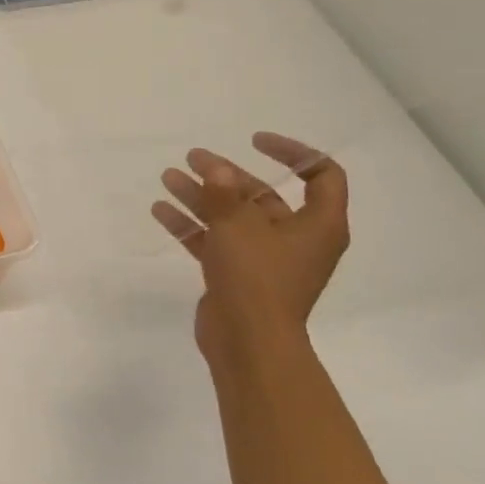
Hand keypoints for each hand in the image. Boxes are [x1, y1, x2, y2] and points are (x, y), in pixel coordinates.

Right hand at [150, 133, 348, 367]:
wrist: (248, 342)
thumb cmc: (256, 278)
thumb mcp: (238, 225)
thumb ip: (224, 191)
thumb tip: (217, 168)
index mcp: (317, 225)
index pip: (322, 176)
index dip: (294, 152)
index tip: (254, 141)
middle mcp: (296, 239)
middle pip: (263, 196)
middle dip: (226, 175)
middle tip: (193, 158)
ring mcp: (265, 260)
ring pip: (233, 217)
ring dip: (202, 196)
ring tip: (169, 177)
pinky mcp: (238, 276)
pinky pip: (215, 241)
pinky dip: (192, 225)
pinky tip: (162, 210)